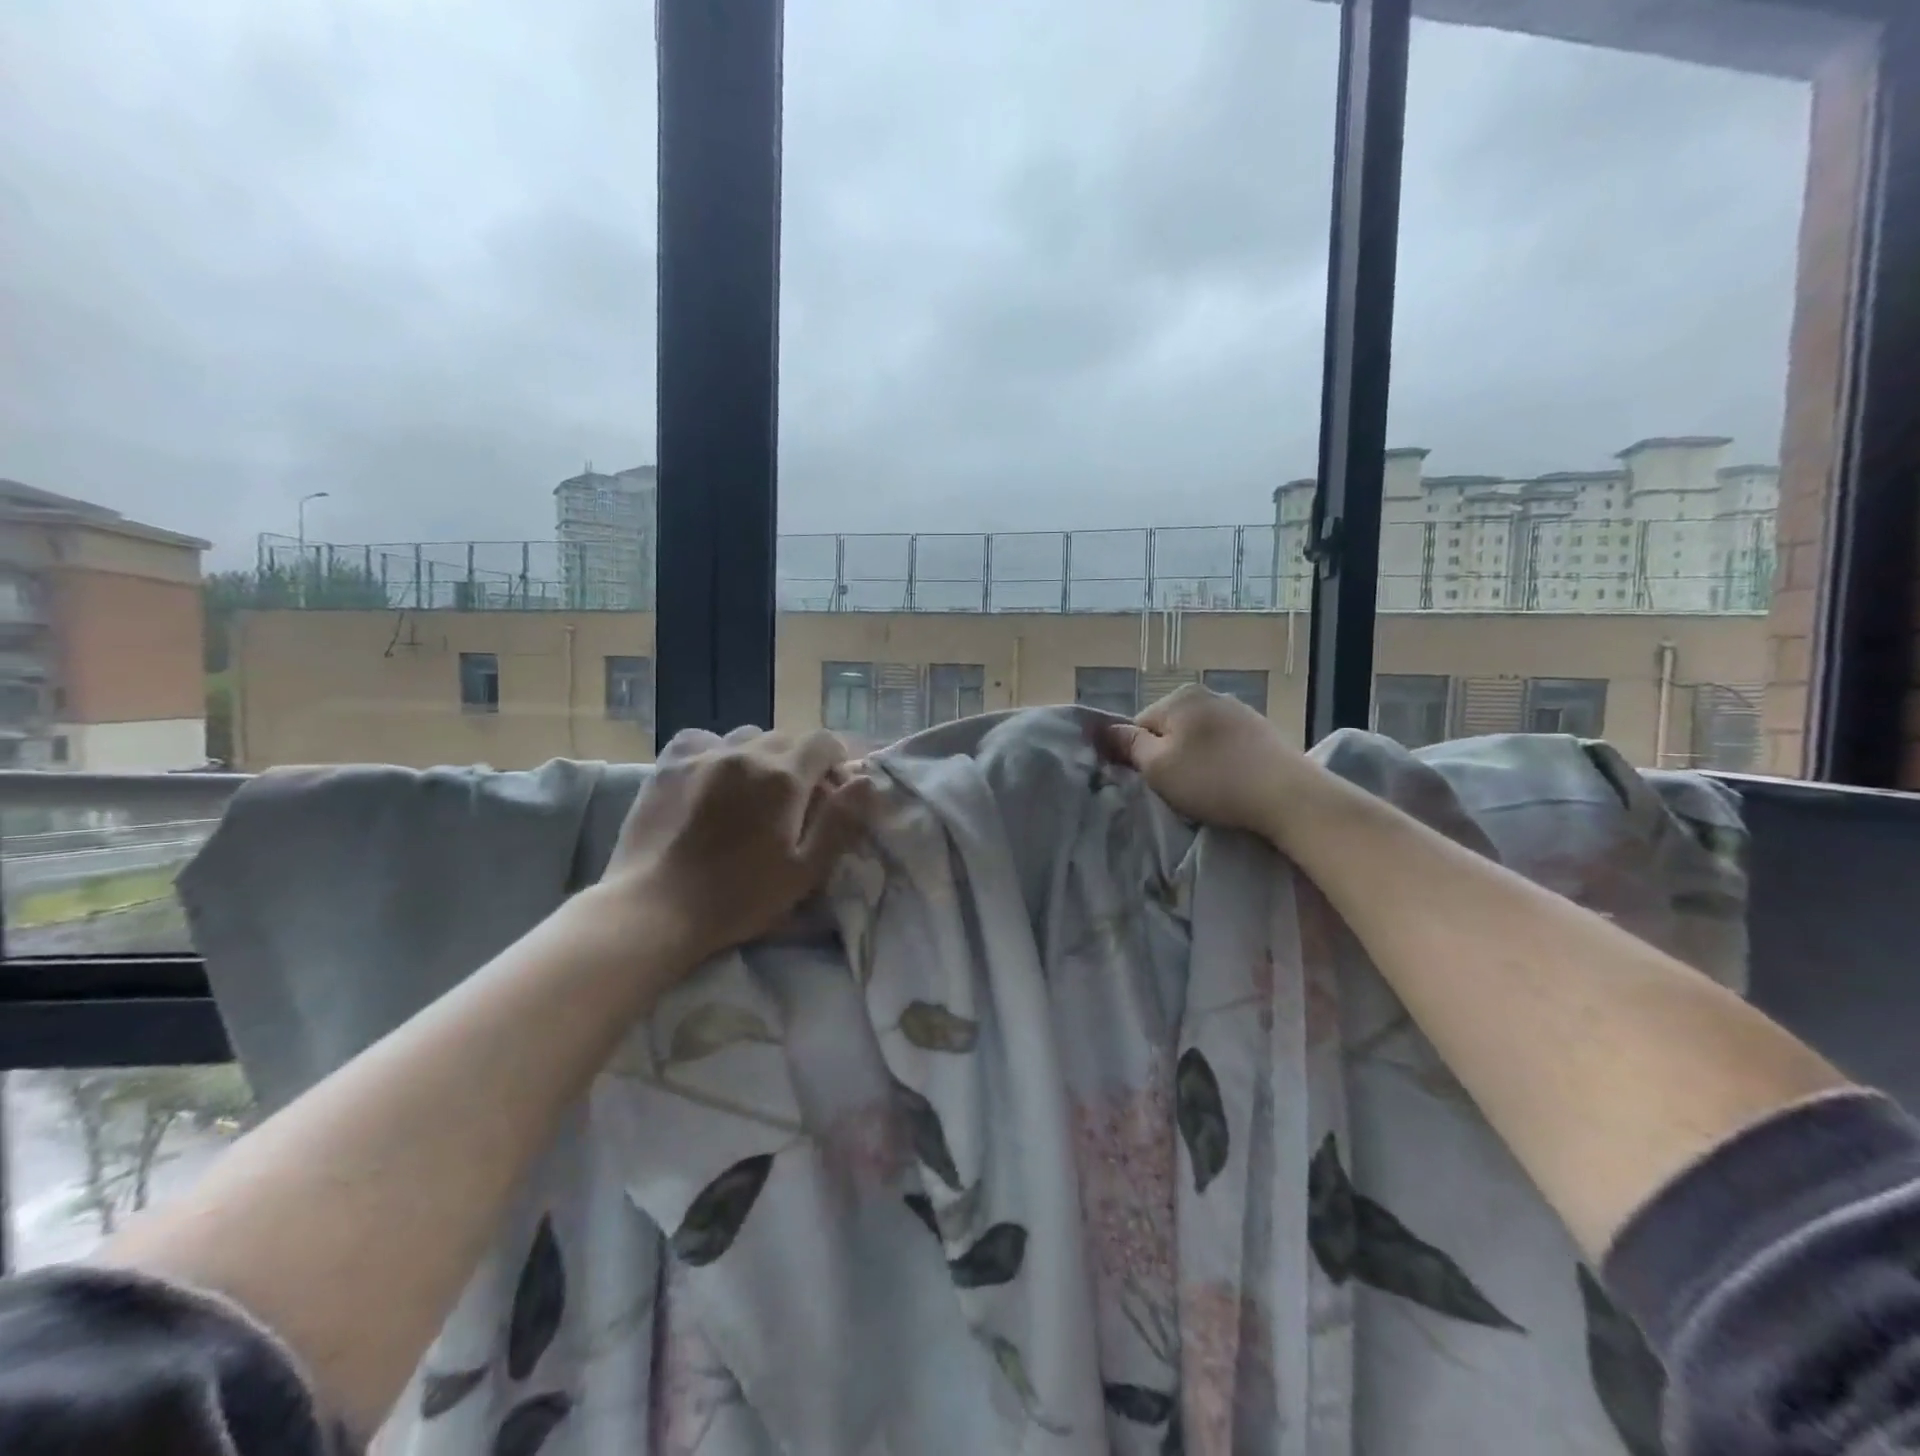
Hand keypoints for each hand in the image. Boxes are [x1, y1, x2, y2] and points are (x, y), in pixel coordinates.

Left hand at [594, 726, 877, 964]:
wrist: (656, 909)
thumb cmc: (739, 898)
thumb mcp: (804, 870)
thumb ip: (840, 822)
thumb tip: (866, 781)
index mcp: (784, 777)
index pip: (824, 742)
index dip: (835, 761)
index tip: (832, 790)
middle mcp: (746, 753)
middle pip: (787, 739)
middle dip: (800, 762)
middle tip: (794, 802)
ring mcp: (704, 755)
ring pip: (747, 737)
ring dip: (760, 756)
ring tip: (752, 790)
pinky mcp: (669, 765)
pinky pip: (703, 740)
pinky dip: (717, 751)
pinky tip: (712, 776)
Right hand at [1099, 684, 1305, 834]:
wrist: (1287, 795)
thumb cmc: (1212, 780)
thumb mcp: (1157, 767)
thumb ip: (1128, 744)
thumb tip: (1104, 729)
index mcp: (1179, 697)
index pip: (1138, 725)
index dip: (1137, 756)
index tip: (1150, 782)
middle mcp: (1208, 694)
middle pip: (1169, 729)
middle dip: (1167, 756)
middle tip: (1177, 789)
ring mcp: (1238, 710)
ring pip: (1197, 738)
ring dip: (1194, 760)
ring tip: (1205, 789)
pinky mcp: (1262, 731)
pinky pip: (1224, 745)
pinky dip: (1220, 762)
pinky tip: (1228, 782)